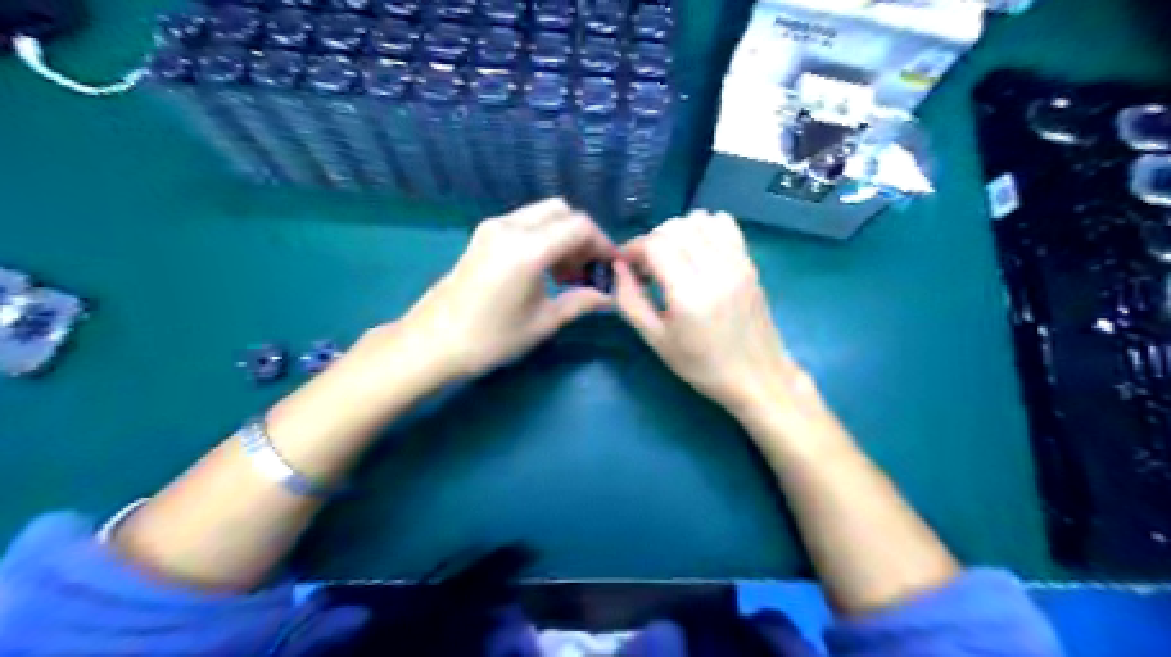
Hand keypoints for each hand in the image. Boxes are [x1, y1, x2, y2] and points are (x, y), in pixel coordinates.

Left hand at [392, 198, 616, 375]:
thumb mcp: (542, 323)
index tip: (611, 267)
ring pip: (542, 214)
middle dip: (582, 237)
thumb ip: (580, 302)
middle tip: (588, 270)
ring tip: (568, 274)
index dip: (602, 243)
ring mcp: (493, 227)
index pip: (579, 226)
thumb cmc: (490, 338)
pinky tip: (544, 269)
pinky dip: (543, 236)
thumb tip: (609, 296)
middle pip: (562, 211)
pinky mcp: (483, 235)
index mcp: (527, 248)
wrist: (432, 343)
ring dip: (562, 235)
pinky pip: (524, 223)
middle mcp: (510, 226)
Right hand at [613, 211, 816, 423]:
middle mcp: (715, 270)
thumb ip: (630, 301)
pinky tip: (698, 252)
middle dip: (652, 239)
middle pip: (675, 227)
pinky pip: (724, 224)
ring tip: (673, 257)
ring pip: (699, 219)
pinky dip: (704, 228)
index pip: (655, 244)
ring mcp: (737, 262)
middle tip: (647, 266)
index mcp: (689, 294)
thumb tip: (618, 267)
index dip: (633, 247)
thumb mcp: (656, 340)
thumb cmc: (701, 365)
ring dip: (678, 231)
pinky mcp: (750, 262)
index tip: (627, 265)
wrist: (756, 377)